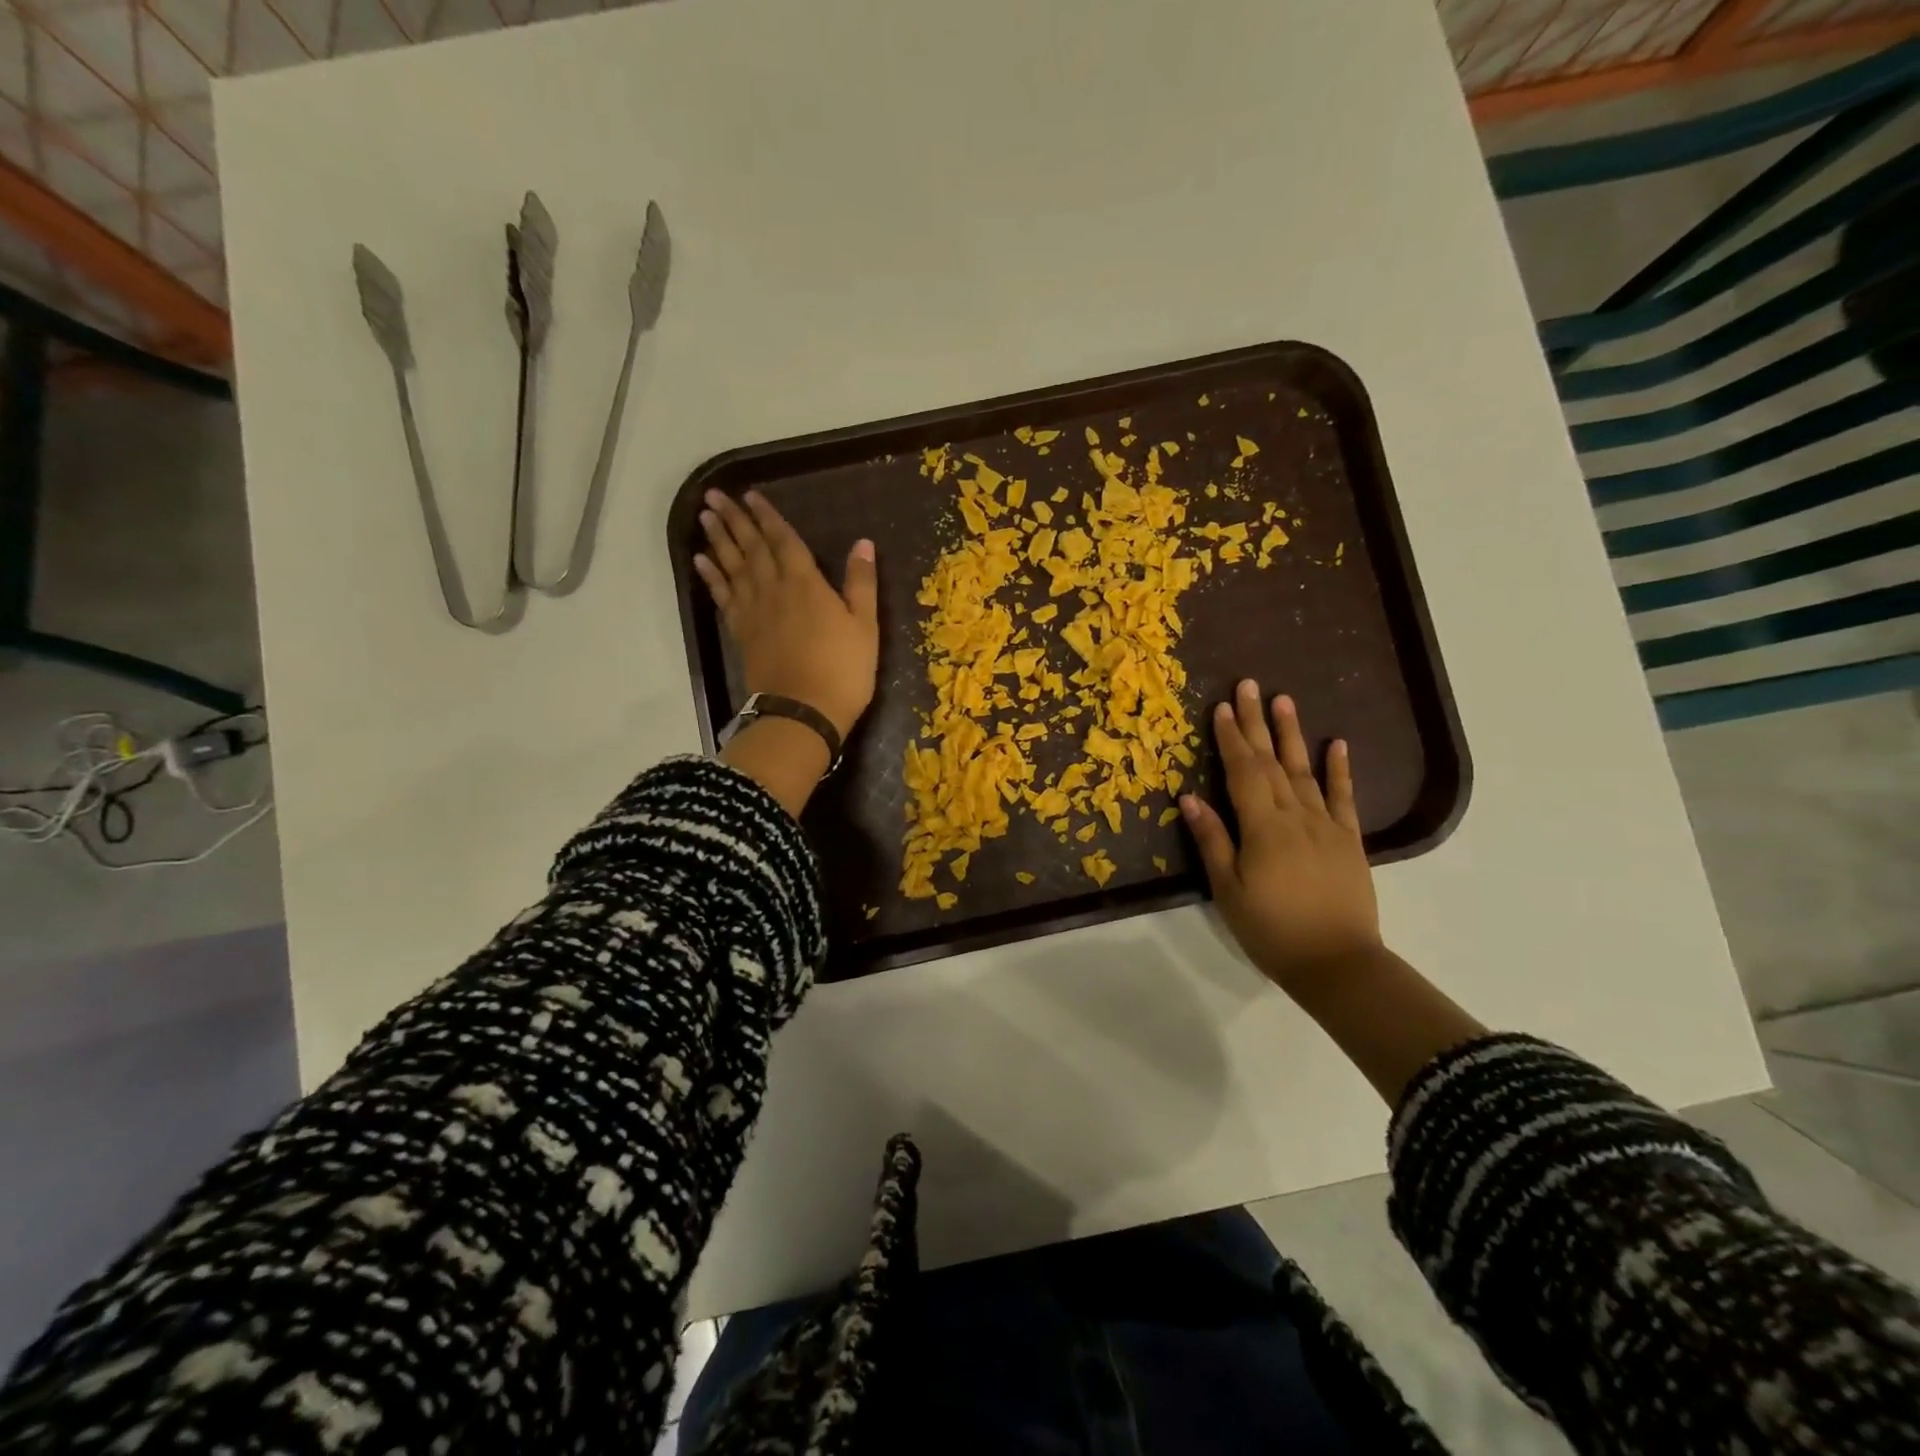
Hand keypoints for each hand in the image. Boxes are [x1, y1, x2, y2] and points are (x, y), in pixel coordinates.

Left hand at [693, 488, 878, 739]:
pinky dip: (711, 577)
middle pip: (751, 547)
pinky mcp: (741, 634)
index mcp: (806, 584)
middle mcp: (774, 590)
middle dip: (734, 519)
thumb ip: (861, 583)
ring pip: (732, 567)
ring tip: (704, 516)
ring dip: (718, 540)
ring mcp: (754, 612)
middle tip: (714, 495)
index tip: (751, 495)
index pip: (784, 540)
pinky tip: (701, 562)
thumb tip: (864, 543)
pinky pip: (723, 597)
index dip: (768, 516)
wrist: (803, 712)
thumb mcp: (865, 626)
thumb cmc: (843, 670)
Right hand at [1180, 681, 1380, 995]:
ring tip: (1284, 700)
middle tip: (1249, 686)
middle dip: (1257, 722)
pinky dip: (1340, 770)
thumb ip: (1213, 840)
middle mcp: (1296, 816)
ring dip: (1293, 734)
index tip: (1221, 707)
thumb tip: (1190, 797)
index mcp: (1263, 827)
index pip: (1243, 772)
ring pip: (1305, 770)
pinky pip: (1344, 798)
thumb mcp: (1228, 890)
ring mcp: (1326, 825)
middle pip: (1272, 761)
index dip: (1230, 739)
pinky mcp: (1349, 840)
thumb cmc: (1272, 930)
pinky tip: (1338, 744)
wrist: (1337, 964)